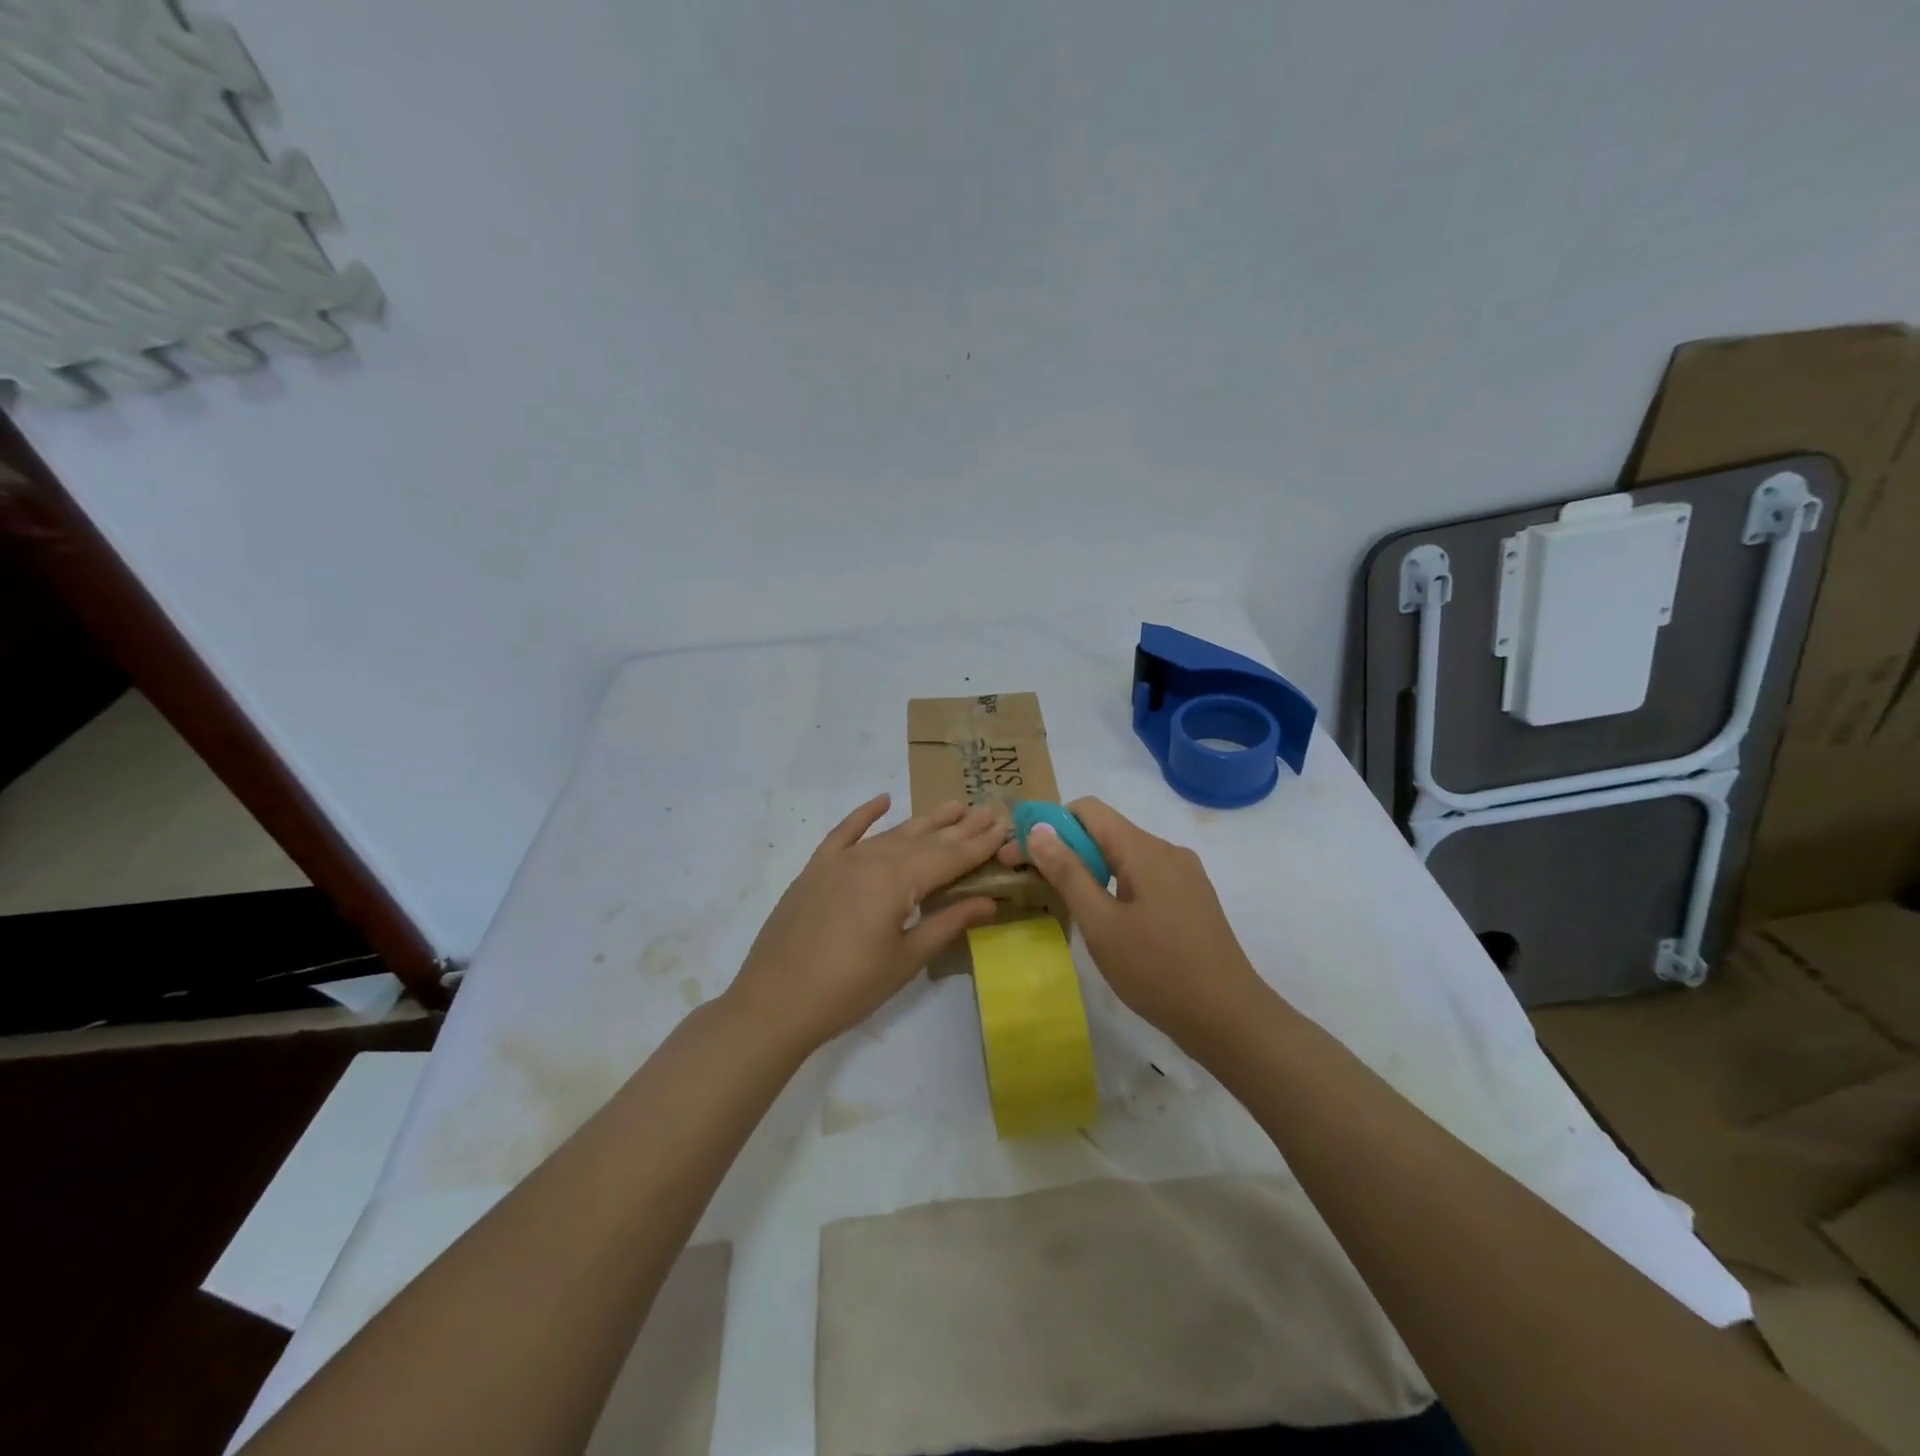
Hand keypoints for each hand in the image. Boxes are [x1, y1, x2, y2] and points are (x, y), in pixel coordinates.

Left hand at [727, 794, 1006, 1051]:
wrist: (775, 1002)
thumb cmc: (849, 988)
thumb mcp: (906, 959)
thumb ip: (947, 923)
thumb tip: (989, 901)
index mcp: (896, 881)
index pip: (948, 857)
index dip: (978, 844)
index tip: (1003, 826)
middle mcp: (871, 860)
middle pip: (924, 840)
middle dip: (959, 827)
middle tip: (988, 809)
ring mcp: (840, 861)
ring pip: (891, 834)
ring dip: (924, 821)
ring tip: (953, 806)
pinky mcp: (816, 869)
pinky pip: (844, 833)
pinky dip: (864, 815)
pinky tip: (883, 800)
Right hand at [1007, 797, 1267, 1048]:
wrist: (1229, 1018)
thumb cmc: (1158, 971)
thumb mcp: (1101, 924)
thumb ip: (1068, 873)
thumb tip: (1039, 829)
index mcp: (1144, 849)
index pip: (1088, 809)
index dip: (1050, 824)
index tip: (1022, 854)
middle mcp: (1167, 850)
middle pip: (1106, 831)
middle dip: (1065, 849)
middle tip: (1031, 881)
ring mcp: (1184, 874)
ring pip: (1124, 855)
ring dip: (1089, 869)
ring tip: (1064, 902)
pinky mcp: (1191, 898)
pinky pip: (1144, 875)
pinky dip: (1115, 884)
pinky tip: (1105, 918)